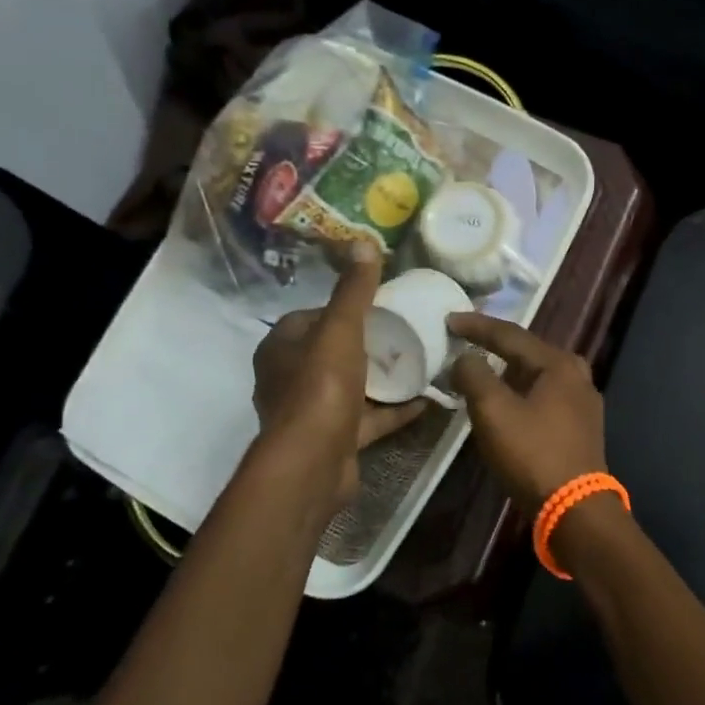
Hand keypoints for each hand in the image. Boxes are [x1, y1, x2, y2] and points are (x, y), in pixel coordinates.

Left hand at [252, 251, 425, 508]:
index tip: (378, 305)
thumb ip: (354, 291)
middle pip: (332, 352)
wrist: (313, 464)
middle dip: (365, 344)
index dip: (342, 309)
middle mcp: (289, 379)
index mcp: (281, 348)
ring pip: (350, 387)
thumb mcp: (341, 331)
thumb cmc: (321, 389)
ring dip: (379, 378)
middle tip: (403, 333)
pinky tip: (423, 401)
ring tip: (415, 362)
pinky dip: (392, 410)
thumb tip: (362, 241)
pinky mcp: (334, 440)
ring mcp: (312, 413)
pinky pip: (367, 419)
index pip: (311, 317)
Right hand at [448, 315, 605, 514]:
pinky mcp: (582, 428)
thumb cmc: (532, 454)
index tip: (450, 320)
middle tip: (469, 342)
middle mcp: (577, 376)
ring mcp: (584, 403)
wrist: (575, 508)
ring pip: (540, 376)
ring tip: (484, 372)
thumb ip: (475, 376)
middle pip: (530, 352)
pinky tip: (510, 403)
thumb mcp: (493, 411)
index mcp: (559, 365)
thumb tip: (466, 359)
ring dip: (511, 372)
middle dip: (498, 347)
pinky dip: (524, 393)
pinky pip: (547, 397)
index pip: (511, 335)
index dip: (478, 326)